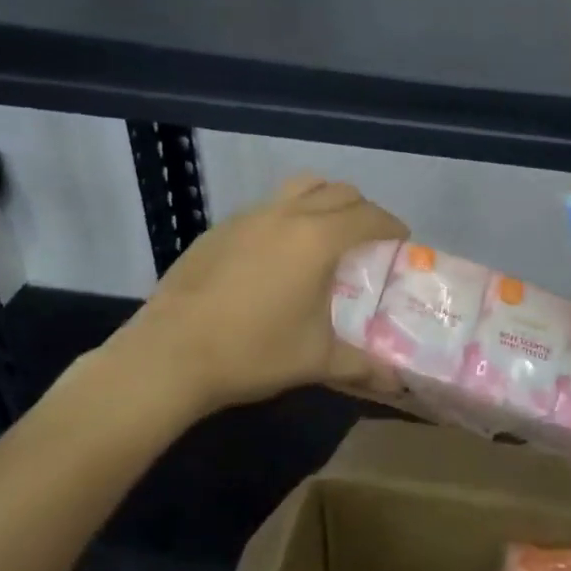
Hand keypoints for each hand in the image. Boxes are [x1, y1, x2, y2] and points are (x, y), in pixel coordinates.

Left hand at [92, 174, 407, 416]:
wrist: (169, 355)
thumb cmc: (253, 352)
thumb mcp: (316, 360)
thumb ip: (362, 365)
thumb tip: (396, 383)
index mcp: (319, 239)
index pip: (370, 217)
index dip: (392, 225)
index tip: (401, 240)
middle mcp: (288, 215)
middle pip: (339, 192)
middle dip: (361, 209)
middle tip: (367, 238)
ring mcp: (250, 216)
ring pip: (300, 187)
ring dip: (323, 200)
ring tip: (325, 233)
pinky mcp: (220, 228)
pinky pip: (267, 207)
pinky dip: (287, 216)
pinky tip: (276, 254)